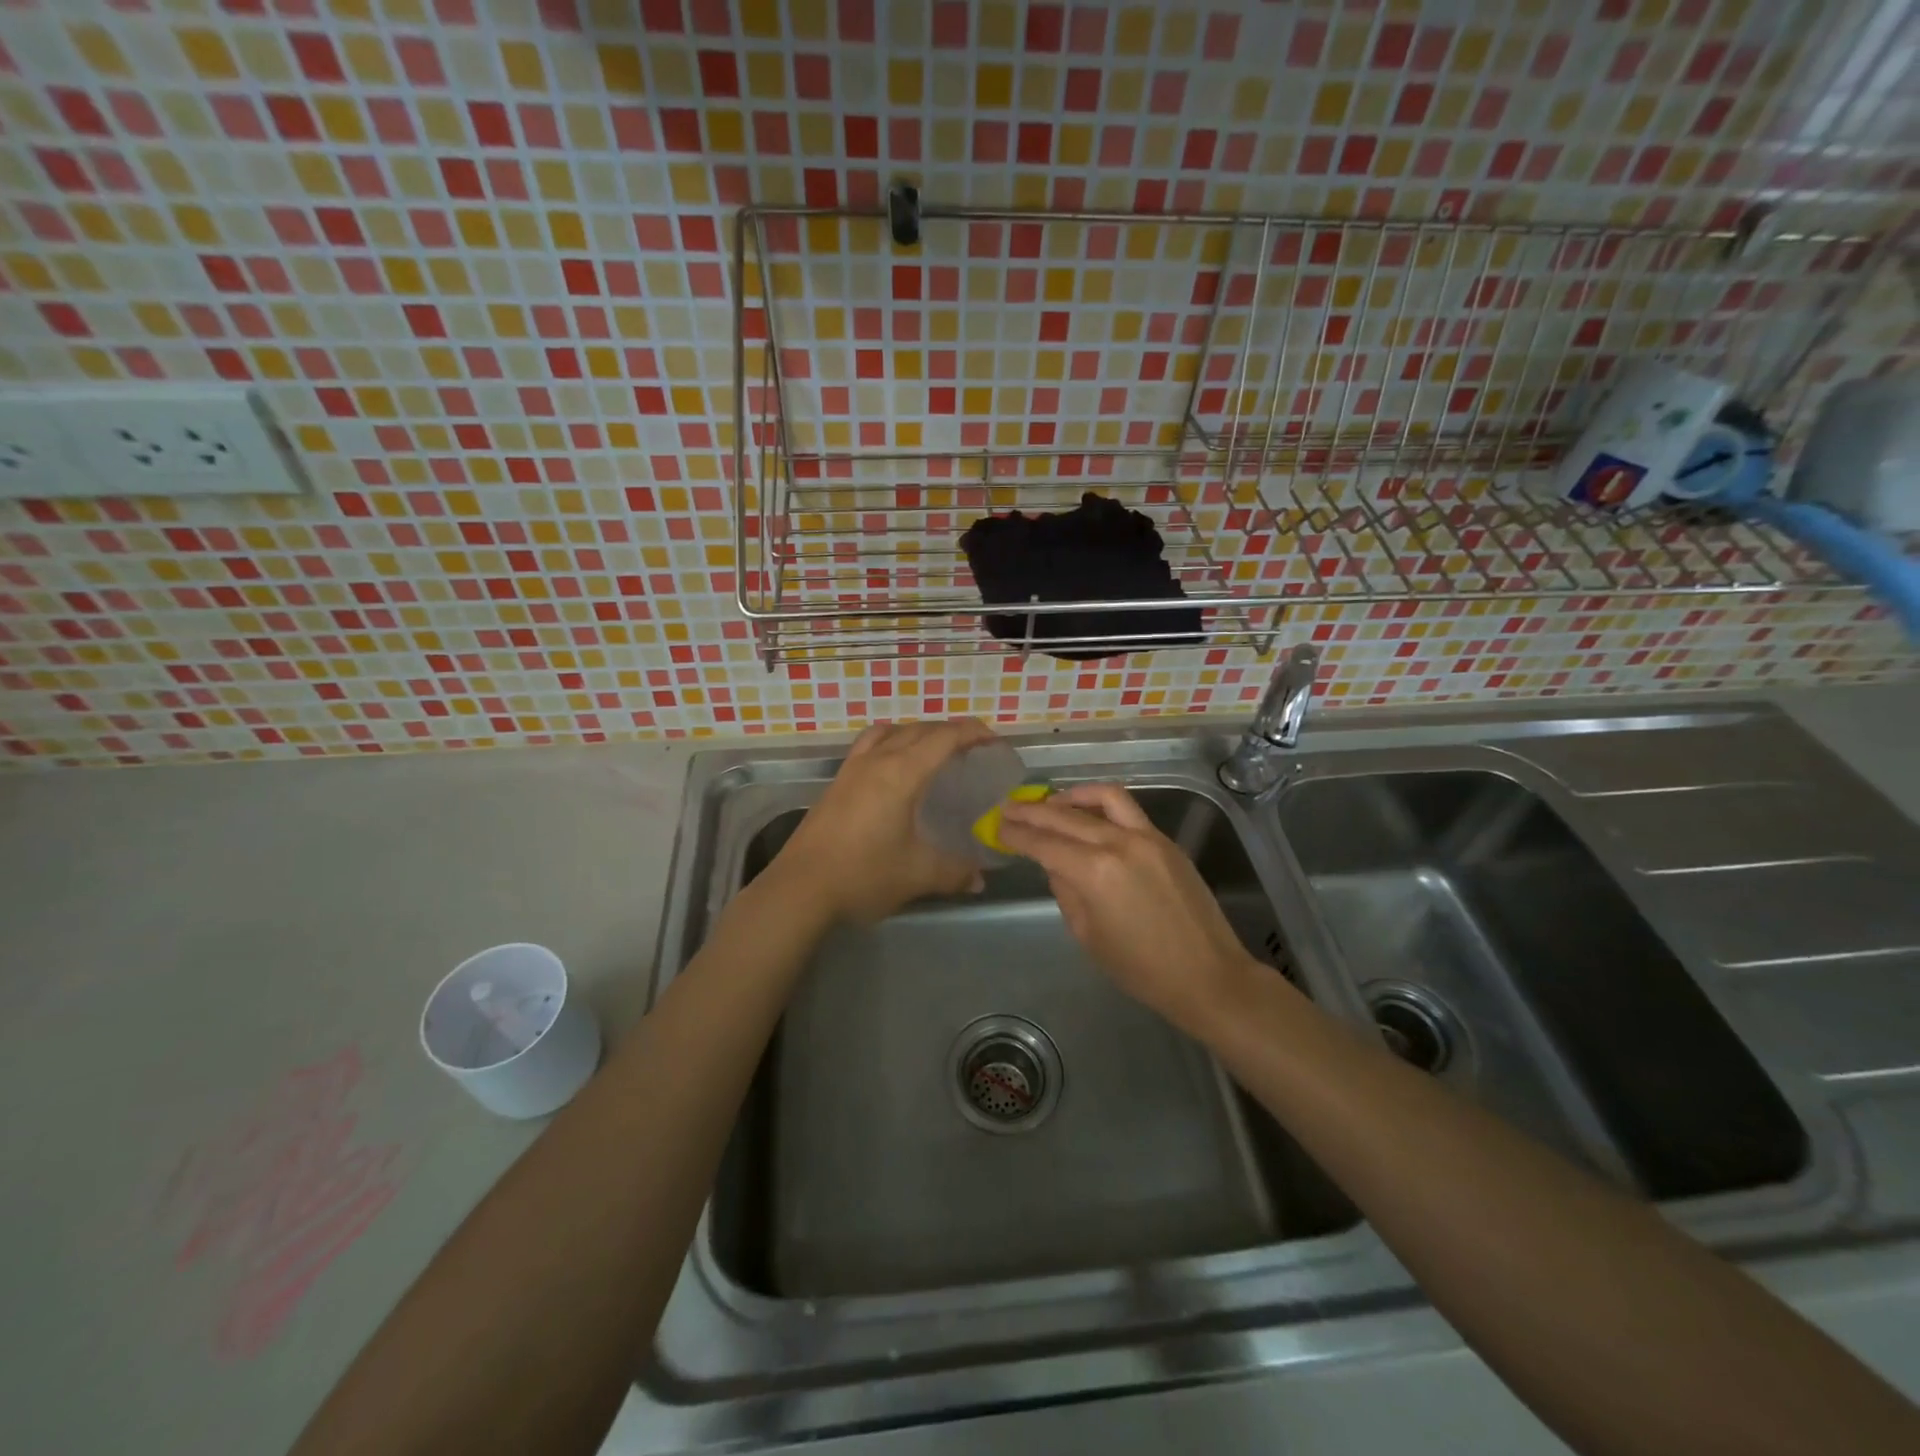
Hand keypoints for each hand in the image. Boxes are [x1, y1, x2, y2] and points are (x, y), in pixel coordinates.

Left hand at [773, 718, 996, 924]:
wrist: (800, 889)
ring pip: (891, 733)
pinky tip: (894, 769)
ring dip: (918, 734)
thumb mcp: (917, 875)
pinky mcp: (837, 783)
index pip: (944, 737)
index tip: (994, 741)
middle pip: (919, 730)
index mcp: (901, 773)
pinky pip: (869, 745)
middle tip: (973, 750)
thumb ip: (954, 872)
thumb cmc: (864, 875)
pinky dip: (890, 743)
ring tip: (934, 753)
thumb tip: (979, 880)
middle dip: (950, 732)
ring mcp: (852, 769)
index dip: (973, 733)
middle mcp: (877, 760)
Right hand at [997, 783, 1264, 1033]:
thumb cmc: (1140, 969)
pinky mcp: (1165, 841)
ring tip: (1048, 802)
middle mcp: (1118, 843)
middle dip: (1032, 811)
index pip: (1044, 843)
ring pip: (1101, 798)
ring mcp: (1146, 837)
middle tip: (1008, 808)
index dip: (1017, 835)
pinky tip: (1087, 812)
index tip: (997, 827)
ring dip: (1069, 796)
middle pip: (1065, 816)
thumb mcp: (1088, 934)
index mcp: (1094, 872)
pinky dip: (1101, 804)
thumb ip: (1065, 890)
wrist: (1207, 975)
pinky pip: (1127, 809)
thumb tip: (1054, 863)